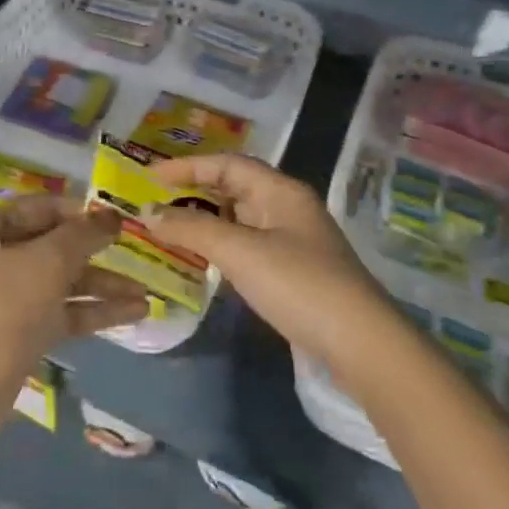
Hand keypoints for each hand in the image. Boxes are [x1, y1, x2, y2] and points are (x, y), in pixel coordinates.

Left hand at [0, 197, 149, 468]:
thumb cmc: (1, 311)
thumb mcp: (47, 263)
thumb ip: (82, 235)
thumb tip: (110, 215)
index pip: (42, 207)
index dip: (80, 211)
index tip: (118, 219)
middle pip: (54, 245)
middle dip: (96, 251)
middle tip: (138, 252)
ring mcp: (8, 297)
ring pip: (61, 281)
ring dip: (102, 285)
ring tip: (145, 293)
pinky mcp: (20, 332)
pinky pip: (62, 312)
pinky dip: (93, 311)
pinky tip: (134, 312)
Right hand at [143, 155, 395, 371]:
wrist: (360, 344)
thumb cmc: (298, 284)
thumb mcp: (240, 252)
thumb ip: (192, 229)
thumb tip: (148, 214)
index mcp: (281, 191)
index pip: (227, 164)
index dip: (188, 167)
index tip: (150, 177)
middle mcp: (287, 208)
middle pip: (234, 188)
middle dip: (194, 192)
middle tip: (155, 202)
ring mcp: (293, 241)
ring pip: (240, 219)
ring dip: (205, 221)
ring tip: (168, 229)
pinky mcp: (293, 272)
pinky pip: (247, 246)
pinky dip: (220, 246)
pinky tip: (201, 260)